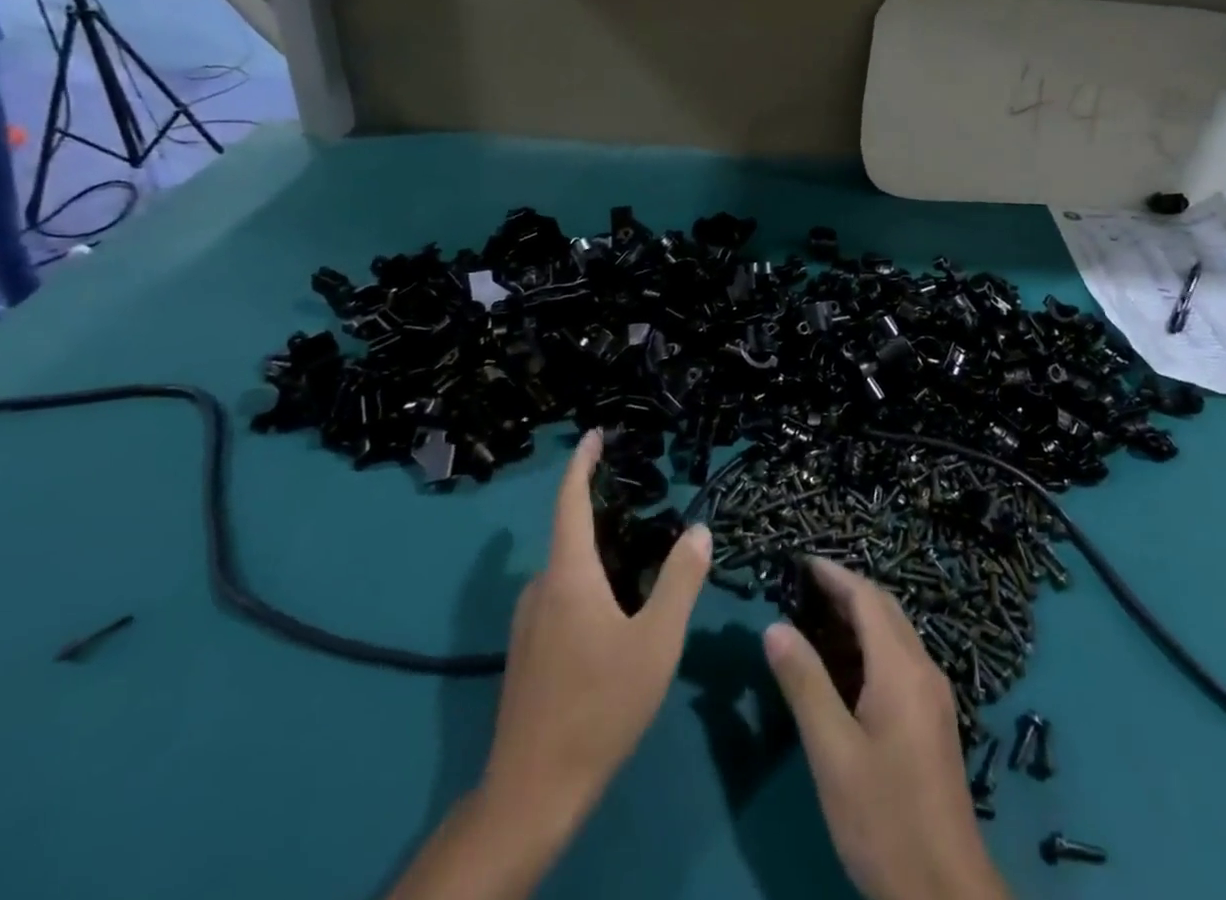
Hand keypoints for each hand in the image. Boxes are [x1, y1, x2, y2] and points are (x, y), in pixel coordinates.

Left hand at [480, 430, 711, 829]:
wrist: (532, 792)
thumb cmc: (599, 706)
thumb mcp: (656, 641)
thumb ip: (680, 580)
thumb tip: (699, 530)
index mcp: (568, 575)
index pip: (570, 501)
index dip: (582, 463)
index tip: (595, 434)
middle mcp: (541, 588)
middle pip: (572, 534)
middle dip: (606, 513)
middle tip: (651, 507)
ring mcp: (527, 623)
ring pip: (569, 571)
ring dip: (601, 555)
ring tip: (644, 561)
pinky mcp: (527, 652)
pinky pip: (561, 597)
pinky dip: (590, 585)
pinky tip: (617, 613)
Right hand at [764, 561, 1009, 899]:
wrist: (945, 889)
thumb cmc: (883, 817)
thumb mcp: (833, 753)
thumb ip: (805, 685)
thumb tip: (775, 626)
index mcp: (902, 668)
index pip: (867, 598)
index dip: (834, 574)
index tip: (801, 561)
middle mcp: (924, 669)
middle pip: (885, 609)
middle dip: (846, 589)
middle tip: (803, 587)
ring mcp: (934, 694)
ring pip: (895, 633)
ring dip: (859, 617)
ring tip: (815, 618)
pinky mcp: (934, 718)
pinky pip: (901, 658)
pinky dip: (871, 645)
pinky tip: (845, 667)